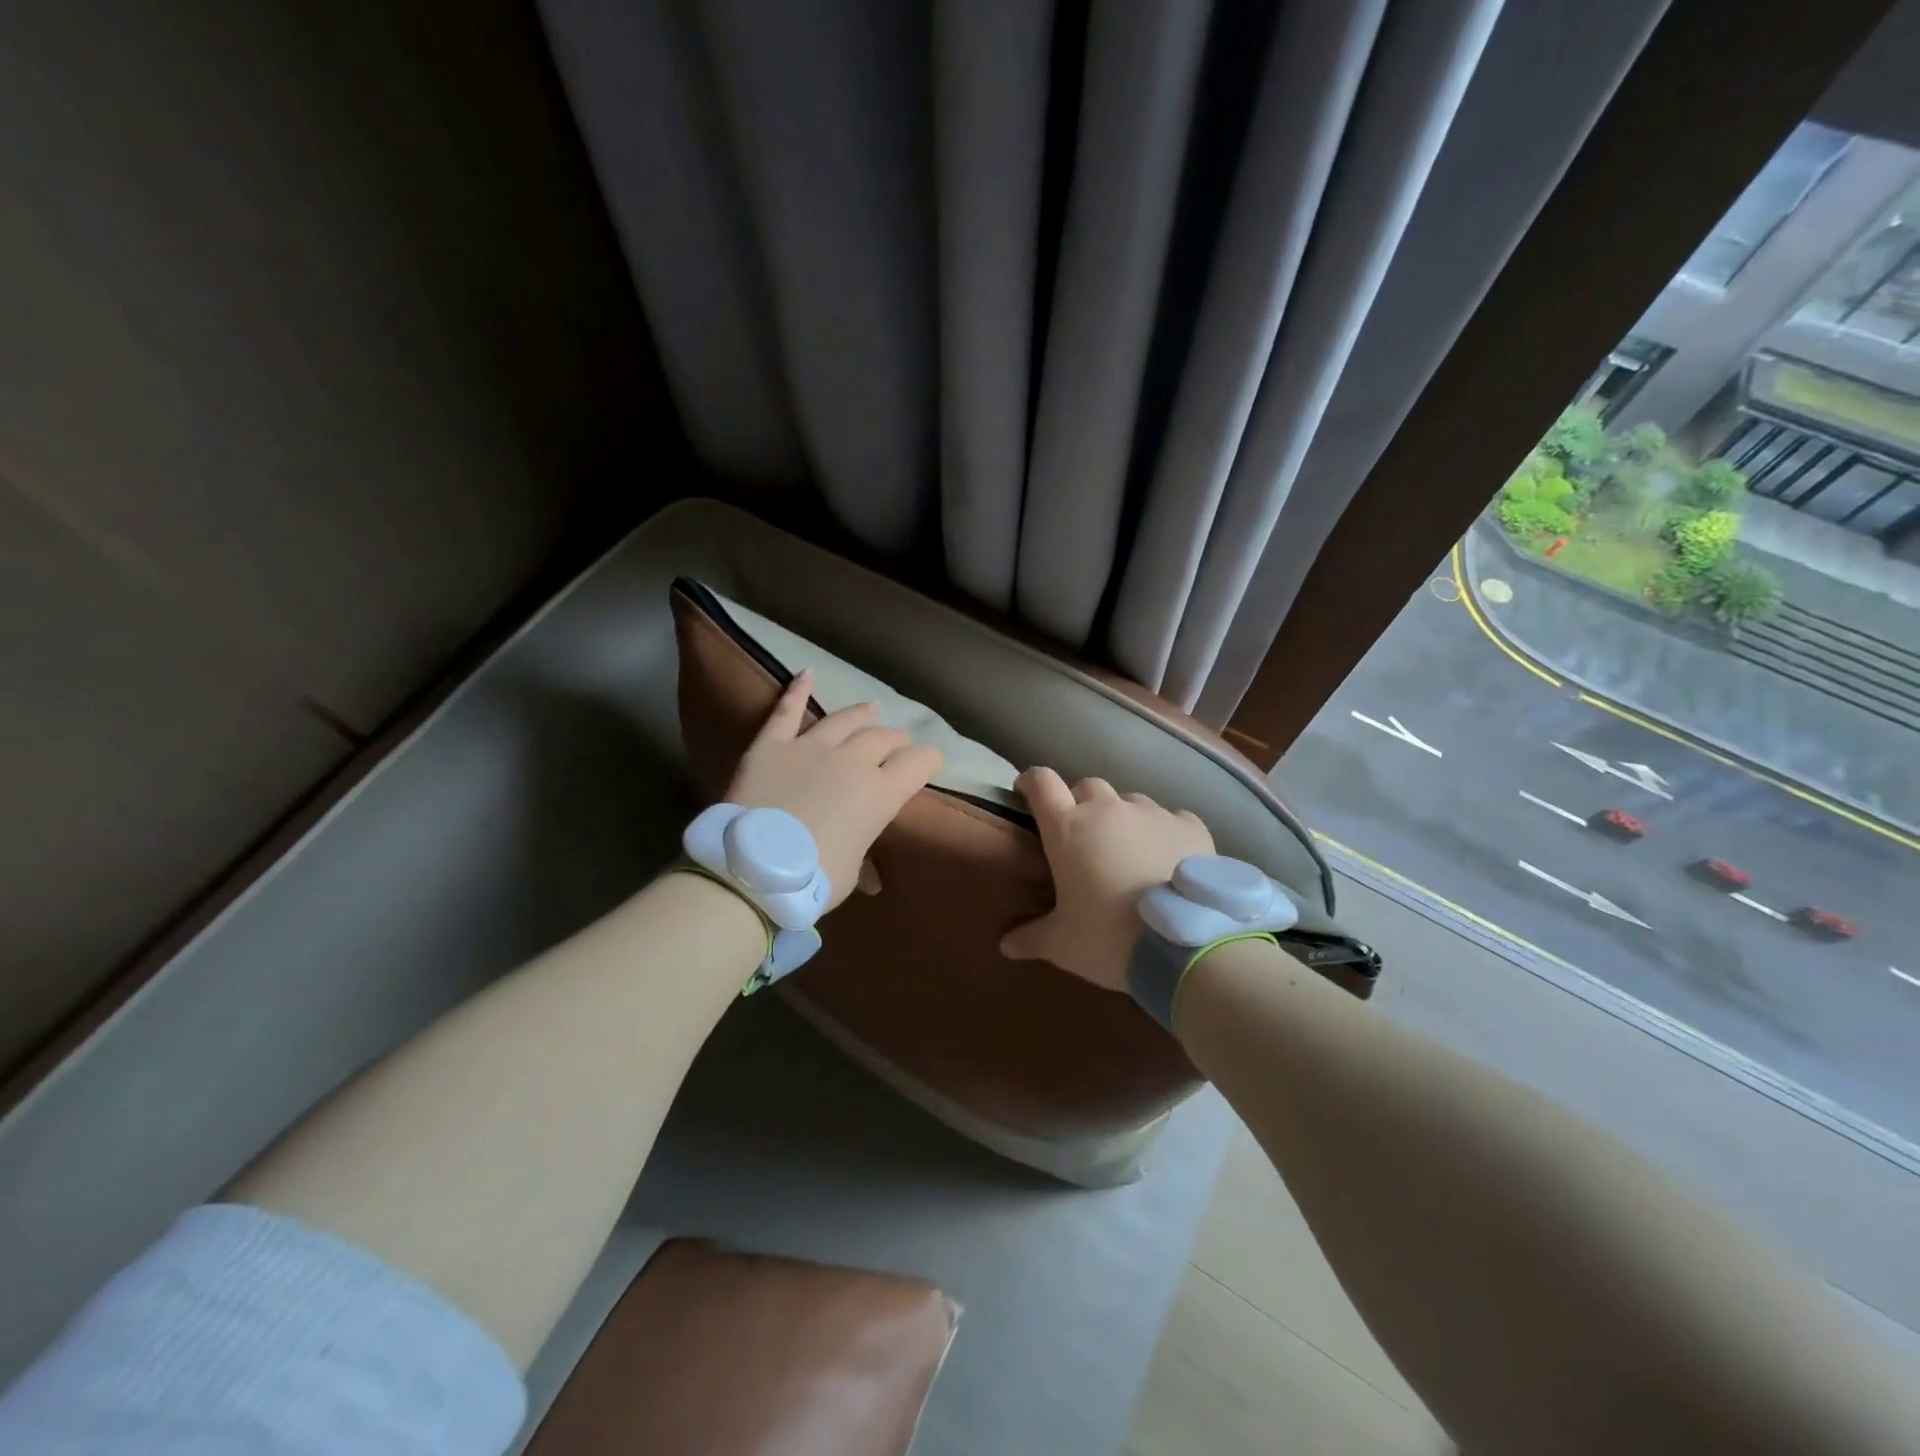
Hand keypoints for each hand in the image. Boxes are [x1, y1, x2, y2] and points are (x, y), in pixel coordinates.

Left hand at [724, 671, 943, 909]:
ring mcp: (810, 748)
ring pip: (844, 720)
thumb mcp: (849, 875)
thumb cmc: (810, 880)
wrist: (751, 870)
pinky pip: (786, 712)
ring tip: (872, 709)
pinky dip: (797, 690)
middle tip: (898, 742)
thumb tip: (870, 878)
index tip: (931, 761)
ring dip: (862, 714)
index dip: (929, 760)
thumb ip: (862, 861)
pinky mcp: (772, 745)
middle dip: (896, 740)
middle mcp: (852, 761)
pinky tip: (807, 673)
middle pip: (883, 738)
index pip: (917, 765)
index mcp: (880, 794)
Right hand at [999, 767, 1214, 991]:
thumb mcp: (1062, 945)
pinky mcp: (1190, 826)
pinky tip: (1169, 857)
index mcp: (1068, 828)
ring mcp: (1152, 813)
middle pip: (1087, 787)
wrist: (1183, 946)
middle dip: (1081, 804)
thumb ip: (1031, 937)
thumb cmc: (1108, 938)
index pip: (1041, 783)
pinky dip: (1165, 832)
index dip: (1031, 782)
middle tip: (1083, 837)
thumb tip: (1006, 944)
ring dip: (1124, 818)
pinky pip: (1173, 818)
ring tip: (1130, 851)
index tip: (1026, 793)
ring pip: (1130, 801)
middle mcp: (1108, 809)